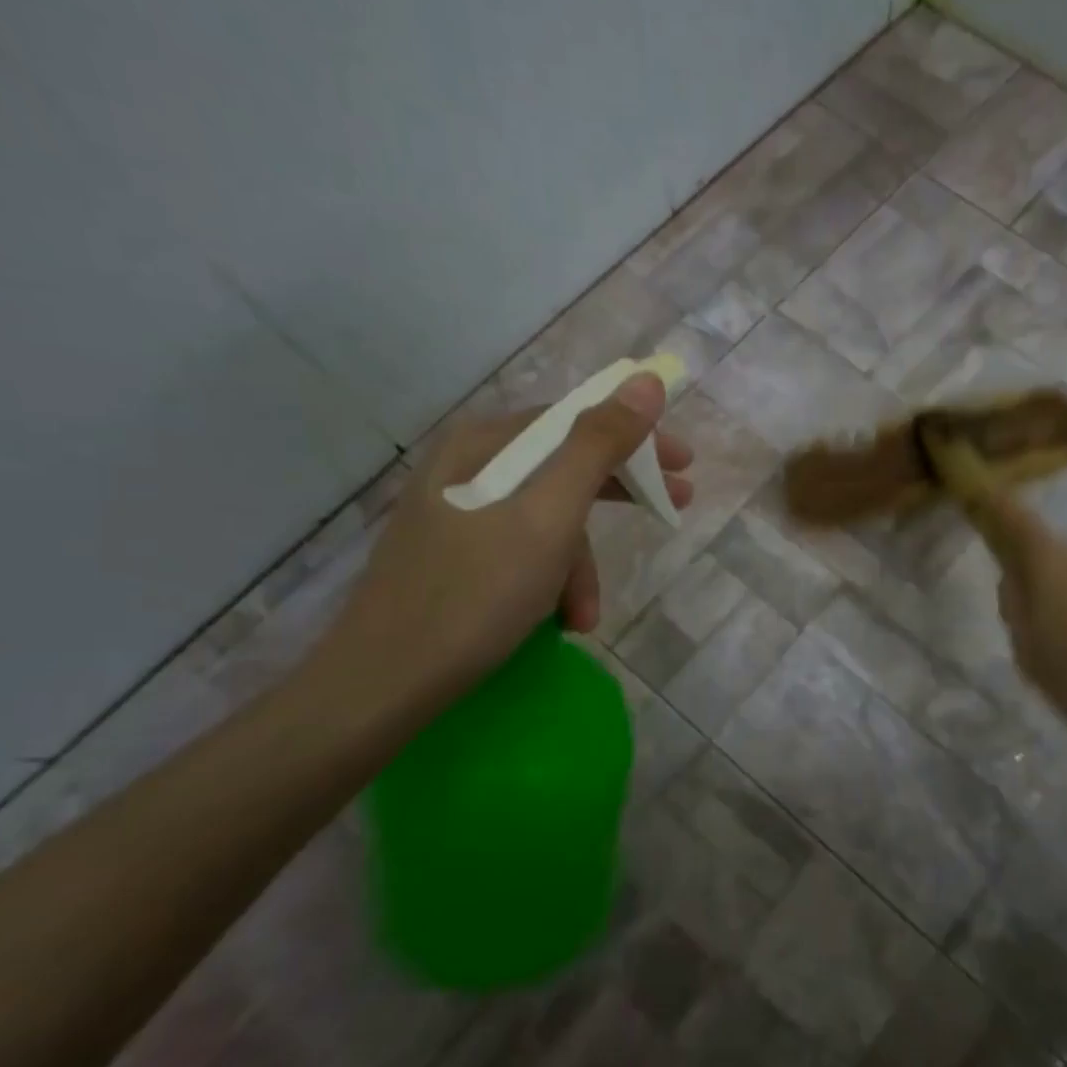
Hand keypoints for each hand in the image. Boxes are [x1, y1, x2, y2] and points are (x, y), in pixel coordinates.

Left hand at [303, 374, 691, 725]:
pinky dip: (550, 582)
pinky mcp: (455, 557)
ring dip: (580, 566)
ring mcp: (457, 514)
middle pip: (564, 467)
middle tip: (672, 510)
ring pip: (546, 520)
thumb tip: (645, 382)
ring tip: (585, 616)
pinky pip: (523, 551)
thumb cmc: (475, 593)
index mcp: (484, 444)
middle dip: (617, 497)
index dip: (636, 437)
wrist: (382, 684)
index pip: (575, 419)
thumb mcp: (549, 516)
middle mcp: (468, 468)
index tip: (684, 465)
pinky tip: (559, 620)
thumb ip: (598, 446)